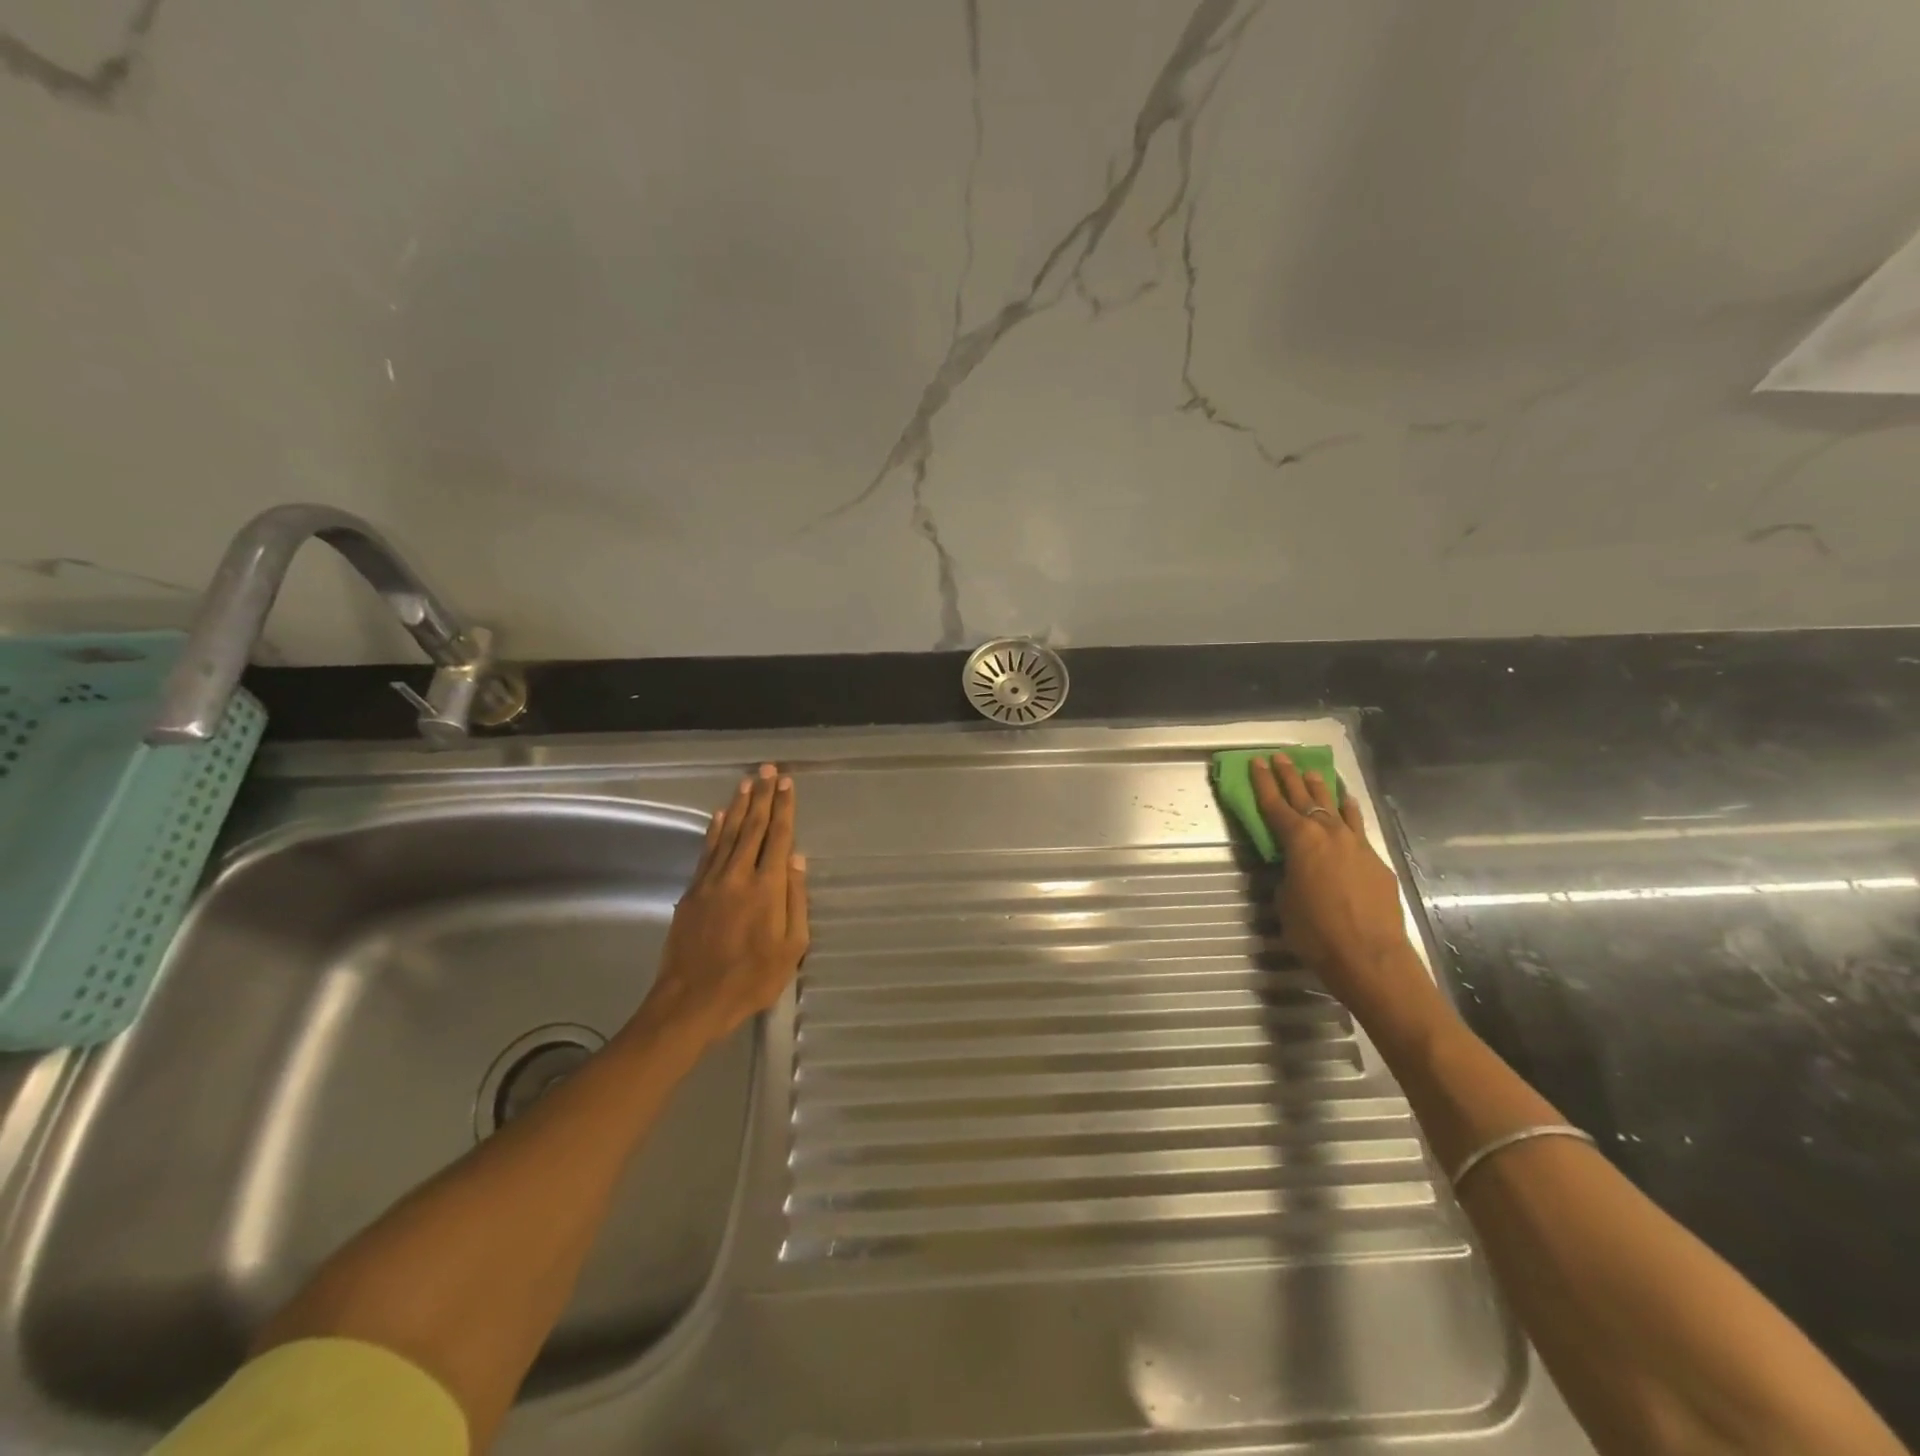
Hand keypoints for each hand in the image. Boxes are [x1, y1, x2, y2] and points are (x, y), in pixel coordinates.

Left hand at [639, 763, 809, 1046]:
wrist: (692, 1001)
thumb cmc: (751, 979)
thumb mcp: (790, 948)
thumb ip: (795, 900)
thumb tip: (797, 860)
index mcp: (767, 888)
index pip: (778, 837)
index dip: (784, 808)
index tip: (787, 783)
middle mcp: (738, 875)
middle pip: (752, 827)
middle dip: (762, 796)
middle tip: (768, 770)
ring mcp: (711, 882)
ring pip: (727, 834)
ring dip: (738, 806)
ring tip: (747, 782)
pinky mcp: (691, 893)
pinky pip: (706, 852)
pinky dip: (713, 830)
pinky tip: (718, 815)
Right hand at [1250, 755, 1431, 1024]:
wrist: (1370, 956)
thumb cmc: (1316, 932)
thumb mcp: (1285, 901)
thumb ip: (1287, 875)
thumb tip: (1294, 868)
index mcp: (1298, 840)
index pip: (1274, 804)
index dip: (1263, 782)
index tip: (1256, 762)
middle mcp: (1328, 833)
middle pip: (1305, 796)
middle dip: (1290, 776)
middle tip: (1280, 757)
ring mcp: (1356, 844)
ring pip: (1335, 806)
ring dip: (1322, 788)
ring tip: (1313, 772)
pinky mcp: (1375, 860)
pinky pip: (1357, 826)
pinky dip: (1349, 811)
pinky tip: (1348, 804)